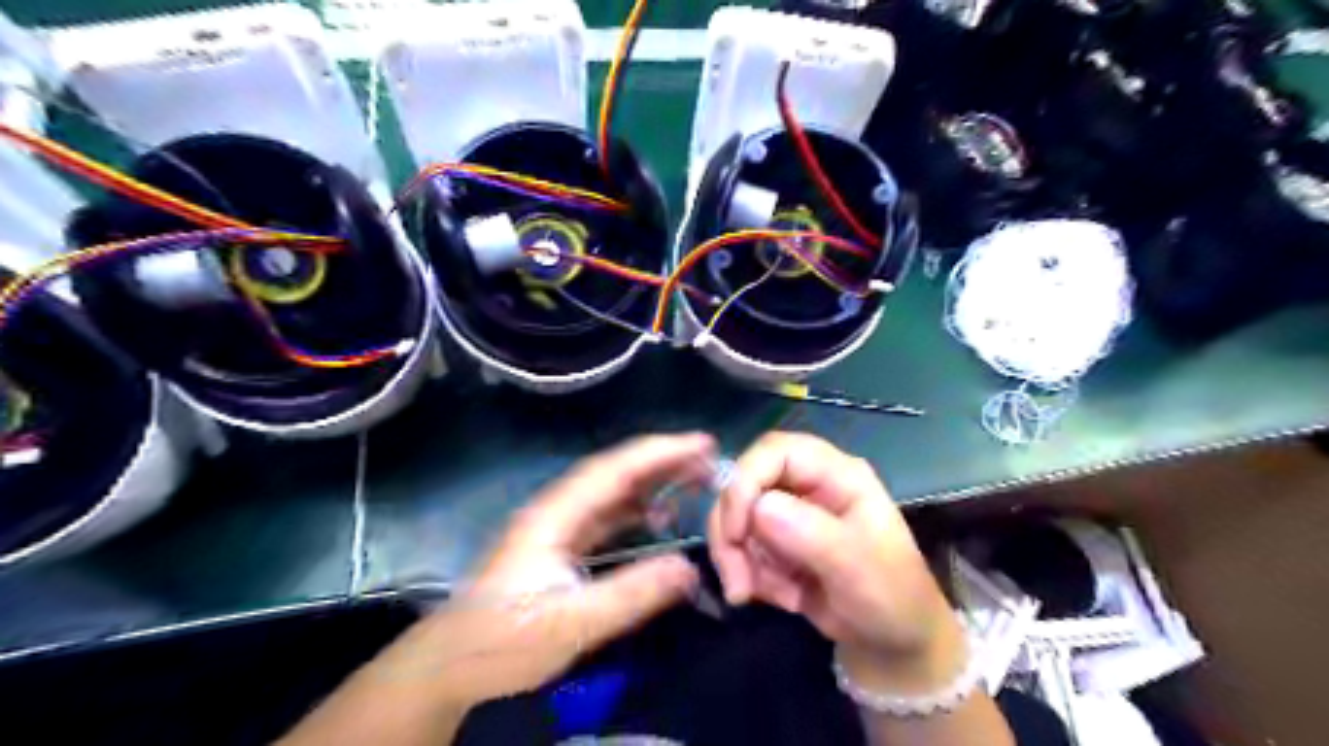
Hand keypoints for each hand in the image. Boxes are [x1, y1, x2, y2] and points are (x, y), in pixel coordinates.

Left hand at [384, 431, 717, 704]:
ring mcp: (557, 528)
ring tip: (694, 477)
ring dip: (652, 481)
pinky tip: (659, 516)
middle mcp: (556, 510)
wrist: (448, 668)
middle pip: (615, 472)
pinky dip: (638, 509)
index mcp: (555, 515)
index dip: (659, 451)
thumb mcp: (570, 623)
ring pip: (612, 492)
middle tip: (709, 457)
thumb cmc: (502, 642)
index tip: (701, 443)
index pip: (615, 469)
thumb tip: (689, 568)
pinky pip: (607, 516)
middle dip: (661, 460)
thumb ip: (631, 595)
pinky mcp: (559, 547)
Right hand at [704, 433, 967, 695]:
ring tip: (774, 597)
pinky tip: (784, 598)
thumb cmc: (892, 597)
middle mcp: (807, 484)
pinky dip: (750, 576)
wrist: (895, 643)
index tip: (736, 529)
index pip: (776, 450)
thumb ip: (812, 534)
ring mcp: (789, 513)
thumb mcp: (858, 567)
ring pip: (736, 519)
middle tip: (737, 582)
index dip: (746, 480)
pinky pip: (741, 549)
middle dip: (732, 532)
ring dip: (740, 561)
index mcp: (836, 474)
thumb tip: (759, 507)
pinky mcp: (775, 541)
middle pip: (744, 483)